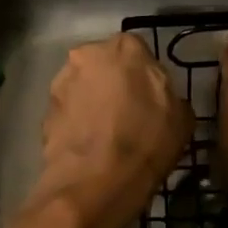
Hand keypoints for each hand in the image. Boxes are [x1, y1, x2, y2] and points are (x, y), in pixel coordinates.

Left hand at [28, 33, 192, 227]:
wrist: (97, 180)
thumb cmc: (147, 141)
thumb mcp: (182, 118)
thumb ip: (169, 94)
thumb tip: (161, 99)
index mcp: (126, 47)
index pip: (137, 52)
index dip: (143, 76)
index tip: (149, 98)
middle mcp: (88, 54)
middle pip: (104, 64)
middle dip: (113, 82)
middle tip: (126, 112)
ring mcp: (62, 81)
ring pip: (82, 85)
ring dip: (91, 100)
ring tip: (104, 132)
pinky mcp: (45, 109)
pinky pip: (68, 110)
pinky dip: (76, 122)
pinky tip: (88, 145)